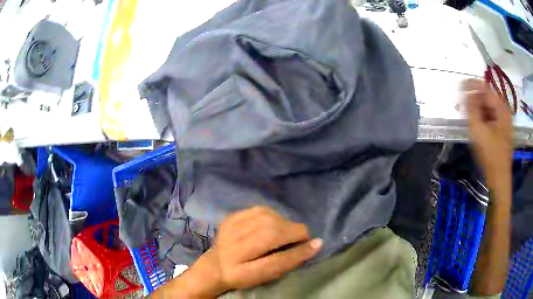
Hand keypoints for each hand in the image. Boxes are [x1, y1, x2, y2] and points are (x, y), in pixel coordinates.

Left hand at [188, 207, 321, 296]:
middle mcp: (233, 250)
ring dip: (285, 223)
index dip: (298, 253)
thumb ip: (287, 263)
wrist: (216, 265)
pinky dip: (273, 215)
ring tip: (288, 231)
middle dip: (294, 232)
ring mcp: (229, 231)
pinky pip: (259, 210)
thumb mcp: (265, 277)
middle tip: (302, 236)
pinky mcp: (230, 218)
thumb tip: (315, 244)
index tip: (318, 244)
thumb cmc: (245, 275)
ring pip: (266, 219)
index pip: (275, 262)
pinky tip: (275, 222)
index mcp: (241, 272)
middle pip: (270, 235)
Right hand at [463, 79, 512, 185]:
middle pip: (488, 97)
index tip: (460, 86)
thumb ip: (472, 108)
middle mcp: (505, 110)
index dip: (471, 85)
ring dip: (480, 108)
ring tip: (471, 116)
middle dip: (475, 99)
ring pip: (490, 107)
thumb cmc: (490, 155)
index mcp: (501, 107)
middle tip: (465, 105)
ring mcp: (506, 120)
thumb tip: (467, 92)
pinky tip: (479, 124)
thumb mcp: (478, 130)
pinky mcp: (504, 129)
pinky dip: (485, 116)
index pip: (484, 87)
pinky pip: (493, 116)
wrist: (499, 178)